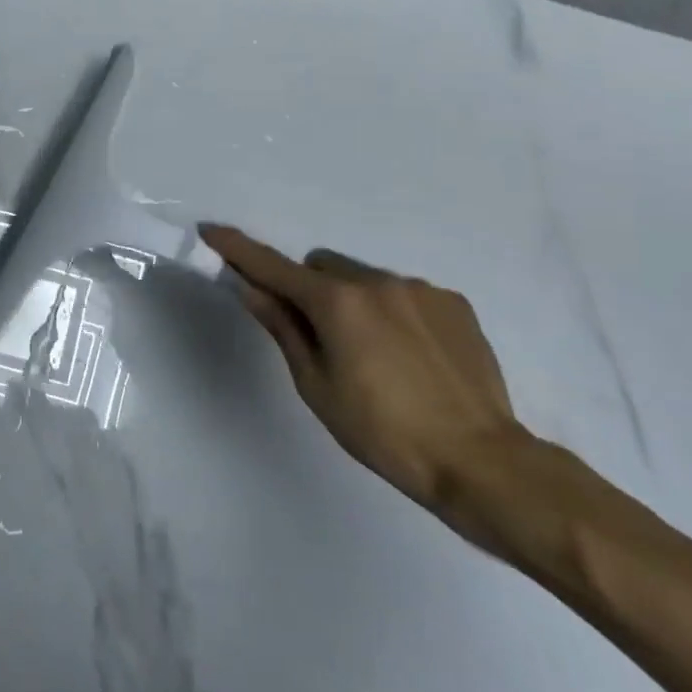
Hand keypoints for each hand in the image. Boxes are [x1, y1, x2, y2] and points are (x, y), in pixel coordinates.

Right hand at [200, 225, 533, 539]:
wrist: (481, 461)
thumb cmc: (382, 432)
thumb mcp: (316, 384)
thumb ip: (283, 327)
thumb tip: (250, 288)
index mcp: (336, 302)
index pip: (272, 266)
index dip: (237, 249)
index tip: (210, 230)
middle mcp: (376, 281)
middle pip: (321, 266)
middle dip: (308, 288)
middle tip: (318, 335)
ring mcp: (420, 289)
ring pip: (363, 277)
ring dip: (352, 300)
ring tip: (375, 355)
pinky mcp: (453, 303)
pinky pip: (404, 292)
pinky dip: (392, 311)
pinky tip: (410, 356)